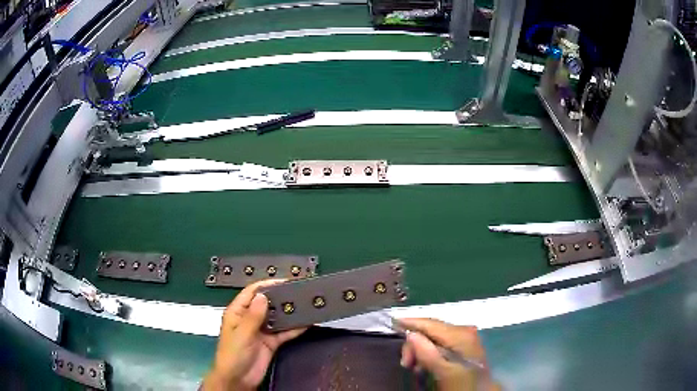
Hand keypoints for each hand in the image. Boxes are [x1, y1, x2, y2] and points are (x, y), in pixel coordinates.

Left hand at [202, 280, 306, 390]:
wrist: (238, 379)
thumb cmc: (233, 354)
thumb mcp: (242, 334)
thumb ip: (253, 316)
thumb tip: (263, 296)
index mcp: (238, 312)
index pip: (252, 293)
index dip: (266, 285)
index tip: (284, 281)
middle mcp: (250, 319)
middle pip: (267, 304)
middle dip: (281, 298)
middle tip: (299, 292)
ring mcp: (262, 331)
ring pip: (277, 317)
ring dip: (289, 312)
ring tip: (306, 305)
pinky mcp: (271, 342)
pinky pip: (284, 332)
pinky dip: (294, 328)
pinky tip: (305, 323)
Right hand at [399, 318, 498, 390]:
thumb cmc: (461, 383)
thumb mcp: (443, 371)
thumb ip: (427, 353)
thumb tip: (411, 334)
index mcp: (460, 334)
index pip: (430, 323)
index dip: (411, 322)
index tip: (393, 322)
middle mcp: (463, 330)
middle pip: (431, 330)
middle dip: (415, 344)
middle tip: (405, 363)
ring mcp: (465, 337)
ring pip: (434, 337)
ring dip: (420, 350)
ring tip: (413, 367)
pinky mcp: (463, 345)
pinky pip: (441, 343)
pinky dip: (429, 352)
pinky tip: (424, 364)